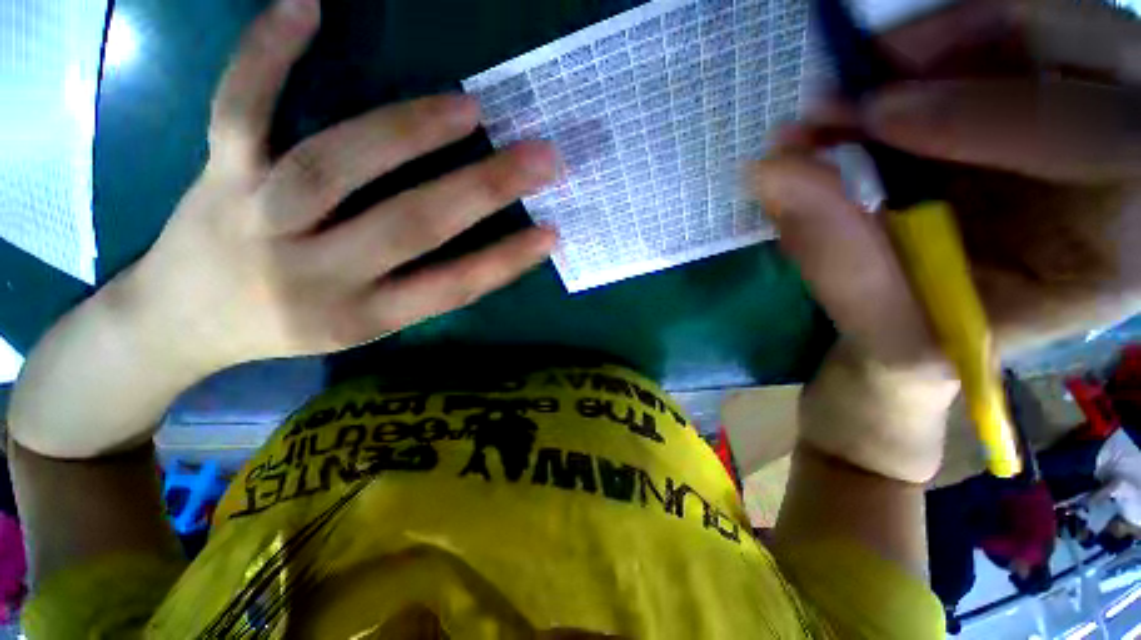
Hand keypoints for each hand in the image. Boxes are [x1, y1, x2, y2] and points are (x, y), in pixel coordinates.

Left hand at [127, 0, 558, 374]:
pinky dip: (267, 54)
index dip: (506, 261)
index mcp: (359, 317)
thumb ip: (420, 289)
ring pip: (334, 163)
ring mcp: (258, 217)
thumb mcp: (364, 326)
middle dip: (484, 190)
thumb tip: (482, 250)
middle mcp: (313, 274)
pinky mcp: (217, 173)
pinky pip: (239, 107)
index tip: (552, 233)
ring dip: (407, 131)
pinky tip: (307, 6)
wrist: (181, 323)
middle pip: (409, 225)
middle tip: (541, 158)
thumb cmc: (287, 329)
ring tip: (468, 108)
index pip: (451, 287)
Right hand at [752, 0, 1140, 370]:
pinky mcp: (1045, 94)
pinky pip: (1002, 33)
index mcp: (1124, 249)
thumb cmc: (924, 341)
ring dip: (934, 43)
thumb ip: (835, 257)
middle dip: (962, 50)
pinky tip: (873, 93)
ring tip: (846, 97)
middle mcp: (1130, 167)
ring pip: (1043, 25)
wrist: (930, 325)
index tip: (873, 119)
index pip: (1110, 147)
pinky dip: (930, 46)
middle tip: (849, 88)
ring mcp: (1093, 115)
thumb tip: (769, 172)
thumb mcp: (885, 327)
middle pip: (1092, 49)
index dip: (994, 114)